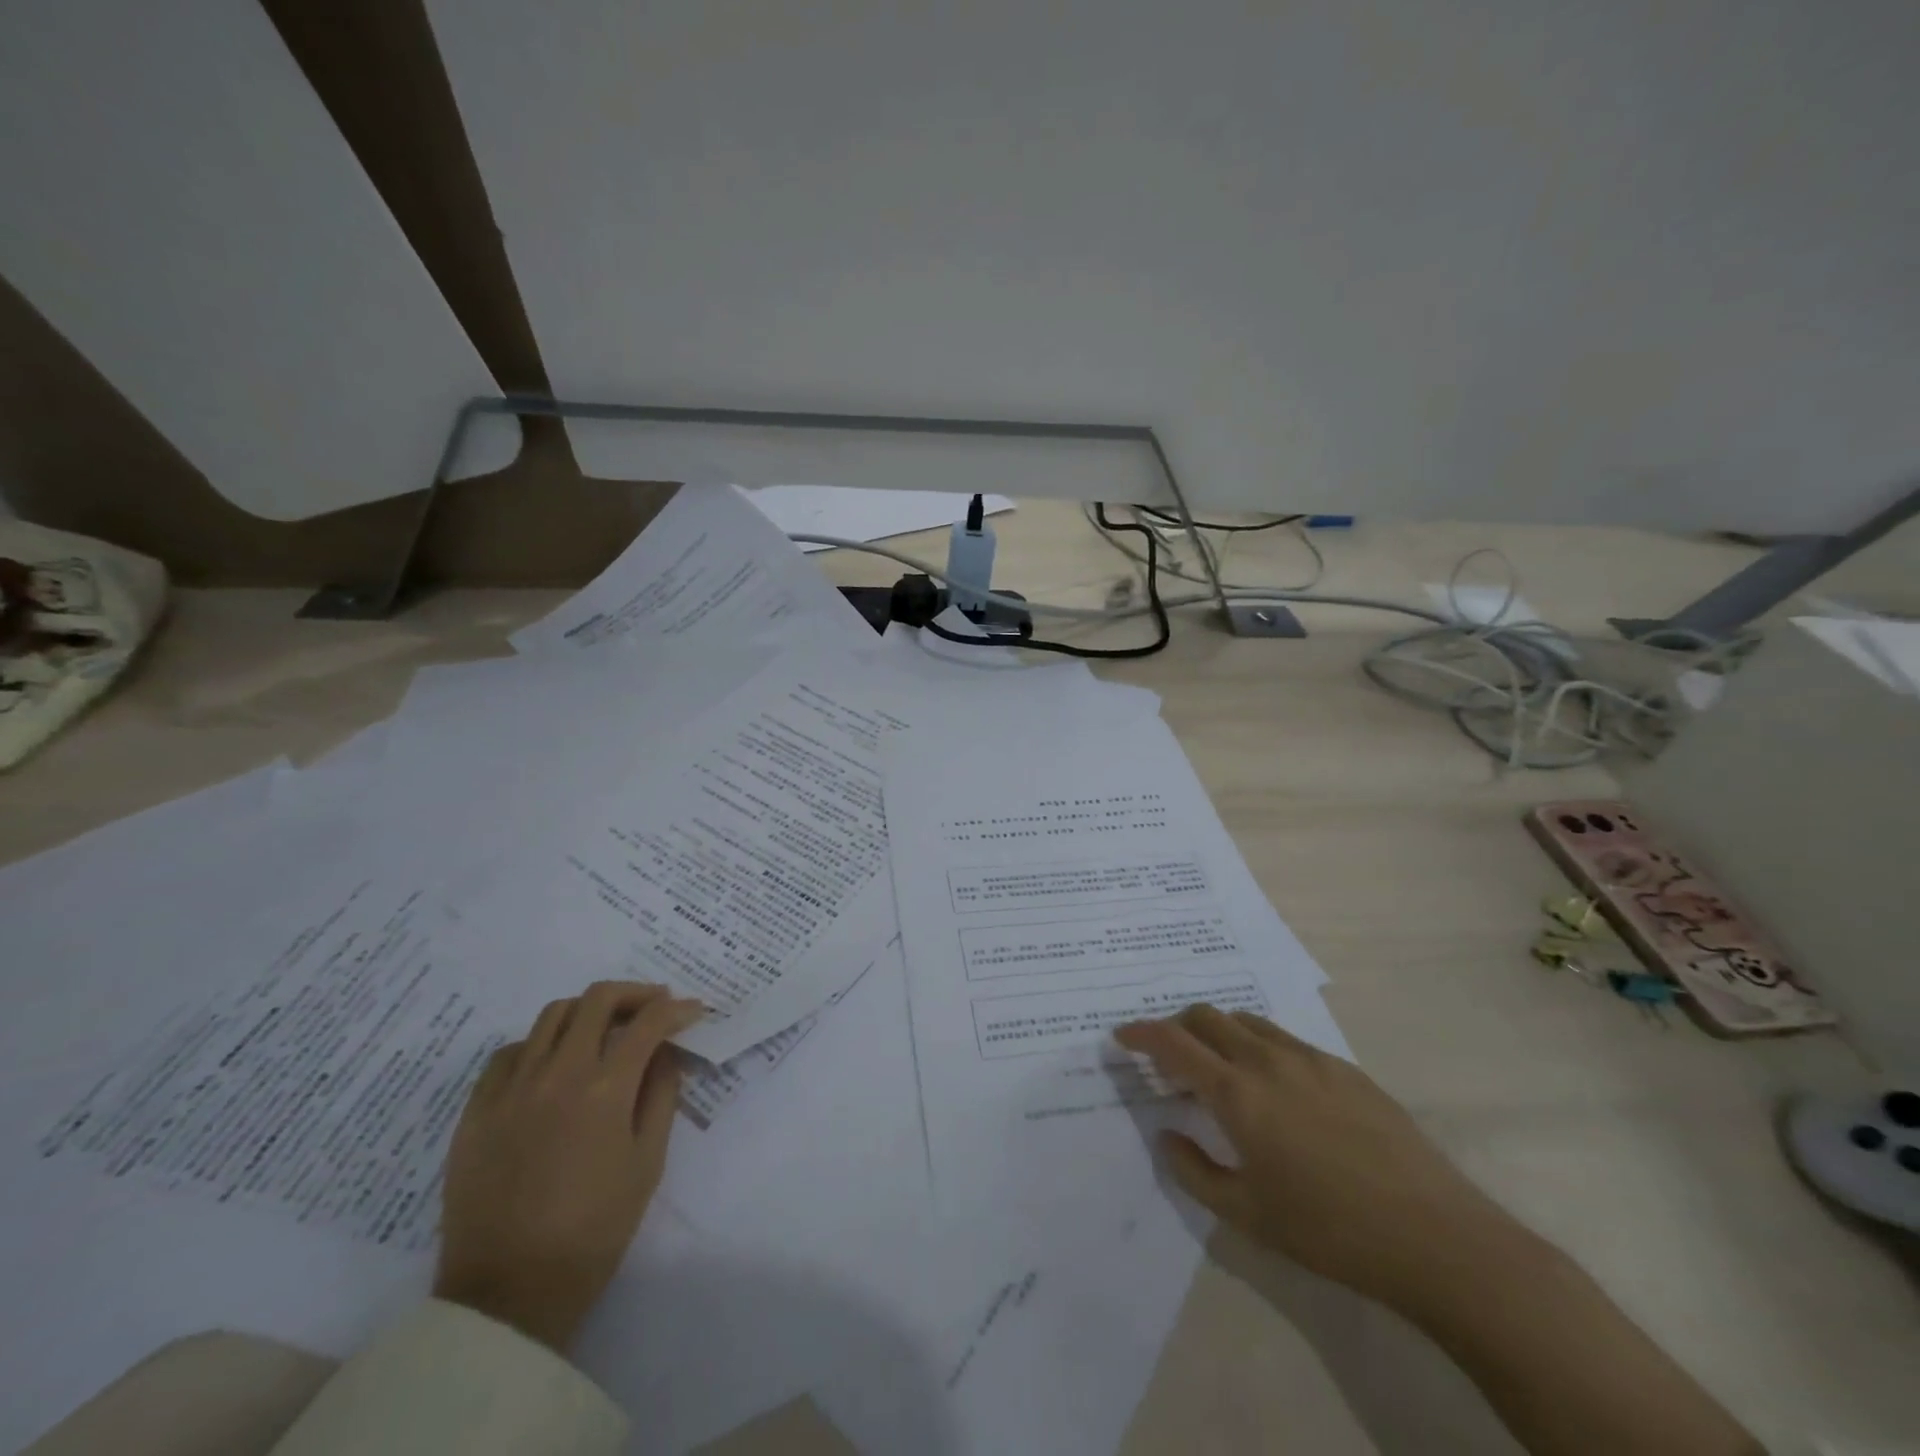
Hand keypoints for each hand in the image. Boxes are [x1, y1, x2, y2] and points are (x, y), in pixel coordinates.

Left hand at [434, 981, 704, 1349]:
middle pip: (598, 999)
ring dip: (588, 1010)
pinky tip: (552, 1063)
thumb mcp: (647, 1163)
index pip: (648, 1022)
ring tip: (605, 1027)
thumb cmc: (593, 1230)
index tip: (693, 1011)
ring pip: (552, 1016)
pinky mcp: (476, 1110)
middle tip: (653, 1006)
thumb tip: (666, 1052)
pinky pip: (509, 1053)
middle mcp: (557, 1074)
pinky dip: (539, 1043)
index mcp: (604, 1090)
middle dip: (635, 993)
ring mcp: (511, 1089)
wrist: (508, 1293)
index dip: (677, 1009)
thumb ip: (661, 1096)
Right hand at [1115, 1004, 1518, 1313]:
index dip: (1140, 1034)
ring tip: (1220, 1070)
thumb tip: (1167, 1135)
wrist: (1436, 1238)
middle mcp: (1268, 1061)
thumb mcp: (1247, 1215)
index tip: (1121, 1037)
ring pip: (1247, 1021)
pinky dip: (1258, 1045)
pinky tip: (1275, 1087)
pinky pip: (1285, 1039)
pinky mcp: (1345, 1068)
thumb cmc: (1329, 1231)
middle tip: (1169, 1061)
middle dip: (1177, 1027)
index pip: (1173, 1043)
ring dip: (1219, 1032)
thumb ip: (1194, 1171)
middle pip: (1207, 1017)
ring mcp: (1310, 1059)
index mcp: (1238, 1094)